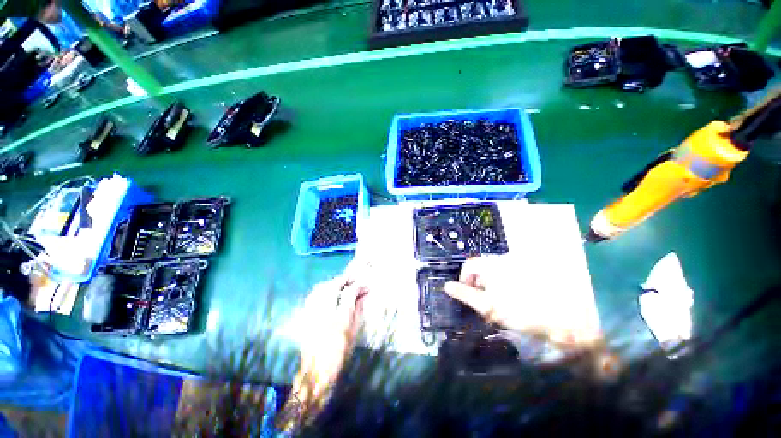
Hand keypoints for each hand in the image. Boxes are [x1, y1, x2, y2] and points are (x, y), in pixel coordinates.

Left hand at [279, 261, 368, 428]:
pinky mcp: (305, 317)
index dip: (358, 286)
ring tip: (340, 283)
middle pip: (333, 287)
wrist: (317, 372)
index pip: (349, 294)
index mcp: (339, 319)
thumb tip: (363, 295)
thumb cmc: (340, 354)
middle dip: (344, 280)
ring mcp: (312, 314)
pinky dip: (320, 289)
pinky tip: (325, 290)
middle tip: (352, 279)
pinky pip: (311, 296)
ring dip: (331, 282)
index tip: (364, 285)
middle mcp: (324, 313)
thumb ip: (358, 311)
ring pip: (320, 288)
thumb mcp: (354, 333)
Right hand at [444, 256, 601, 347]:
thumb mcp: (488, 306)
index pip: (469, 265)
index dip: (464, 279)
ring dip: (492, 287)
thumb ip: (465, 294)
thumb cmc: (521, 312)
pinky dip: (505, 287)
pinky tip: (514, 302)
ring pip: (495, 273)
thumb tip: (446, 286)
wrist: (566, 319)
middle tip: (484, 304)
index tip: (467, 295)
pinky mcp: (530, 273)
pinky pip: (509, 277)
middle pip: (482, 268)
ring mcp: (518, 266)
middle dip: (479, 285)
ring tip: (499, 305)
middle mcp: (503, 260)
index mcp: (491, 265)